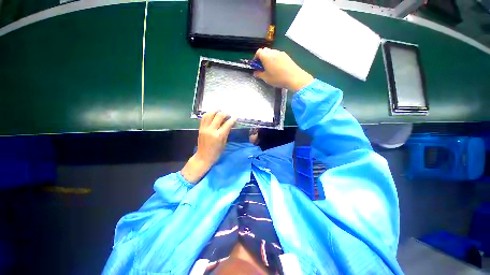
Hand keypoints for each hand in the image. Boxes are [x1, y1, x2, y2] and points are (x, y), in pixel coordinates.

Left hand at [181, 111, 236, 182]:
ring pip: (210, 114)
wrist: (203, 157)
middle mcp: (211, 130)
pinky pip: (204, 118)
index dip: (232, 119)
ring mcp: (204, 128)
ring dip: (216, 111)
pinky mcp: (200, 128)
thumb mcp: (224, 143)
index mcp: (219, 135)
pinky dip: (208, 114)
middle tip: (228, 113)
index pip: (227, 123)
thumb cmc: (216, 152)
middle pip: (219, 116)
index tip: (235, 116)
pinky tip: (212, 113)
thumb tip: (230, 124)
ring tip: (220, 110)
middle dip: (225, 113)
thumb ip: (226, 132)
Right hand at [253, 48, 313, 90]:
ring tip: (270, 67)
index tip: (256, 65)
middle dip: (262, 57)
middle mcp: (273, 52)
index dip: (256, 58)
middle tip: (263, 67)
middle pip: (265, 51)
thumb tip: (255, 72)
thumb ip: (259, 74)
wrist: (294, 78)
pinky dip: (275, 59)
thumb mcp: (266, 78)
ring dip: (269, 58)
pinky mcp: (287, 56)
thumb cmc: (278, 78)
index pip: (258, 52)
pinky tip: (277, 67)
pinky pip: (278, 55)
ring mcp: (281, 53)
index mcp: (267, 57)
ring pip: (272, 52)